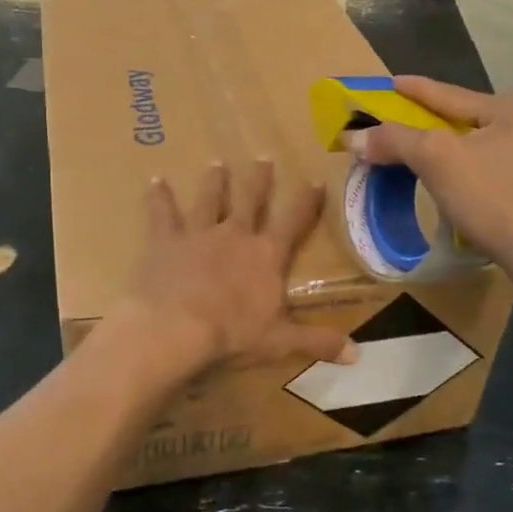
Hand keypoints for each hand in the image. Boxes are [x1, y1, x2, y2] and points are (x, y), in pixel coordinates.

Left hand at [129, 161, 357, 369]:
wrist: (176, 328)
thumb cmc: (231, 334)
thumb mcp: (280, 342)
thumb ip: (318, 341)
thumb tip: (358, 353)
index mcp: (266, 255)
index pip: (293, 221)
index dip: (306, 201)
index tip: (314, 179)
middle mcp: (235, 235)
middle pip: (250, 199)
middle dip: (259, 179)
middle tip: (262, 158)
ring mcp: (198, 233)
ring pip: (209, 199)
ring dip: (214, 181)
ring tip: (216, 163)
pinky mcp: (166, 240)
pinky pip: (162, 213)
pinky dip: (158, 197)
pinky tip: (155, 180)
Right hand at [343, 77, 512, 265]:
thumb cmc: (496, 198)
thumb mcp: (436, 161)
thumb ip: (395, 141)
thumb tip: (354, 137)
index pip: (451, 95)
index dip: (415, 90)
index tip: (391, 83)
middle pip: (472, 123)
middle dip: (437, 127)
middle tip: (405, 130)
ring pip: (491, 151)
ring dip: (460, 156)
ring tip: (432, 164)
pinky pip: (506, 177)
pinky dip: (481, 179)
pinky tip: (469, 194)